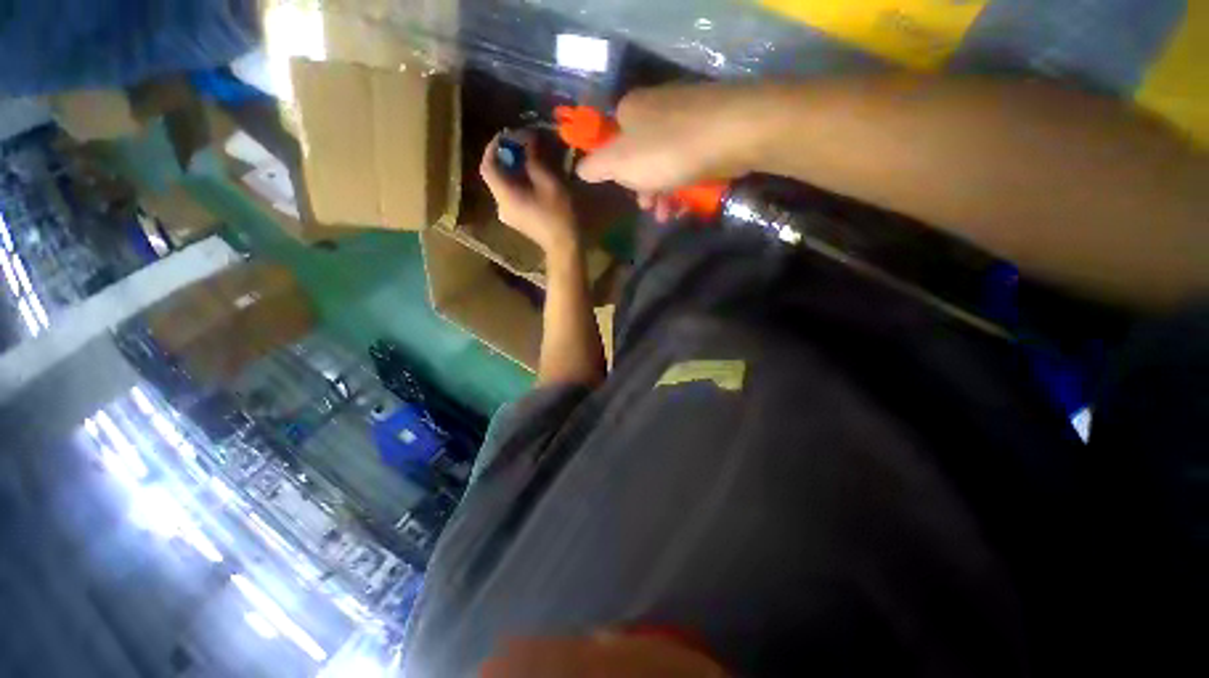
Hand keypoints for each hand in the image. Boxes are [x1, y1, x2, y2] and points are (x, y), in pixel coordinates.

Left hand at [480, 133, 578, 256]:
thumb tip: (527, 140)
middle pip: (495, 175)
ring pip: (503, 185)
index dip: (493, 147)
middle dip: (506, 156)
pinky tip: (532, 177)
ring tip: (529, 158)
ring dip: (513, 169)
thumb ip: (533, 159)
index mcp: (505, 195)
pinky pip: (511, 195)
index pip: (488, 166)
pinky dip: (518, 182)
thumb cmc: (559, 214)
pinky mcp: (517, 220)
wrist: (565, 246)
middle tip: (522, 144)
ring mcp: (508, 215)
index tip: (507, 135)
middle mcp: (500, 205)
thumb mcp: (549, 182)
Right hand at [576, 84, 761, 220]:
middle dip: (643, 188)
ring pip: (666, 162)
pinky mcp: (712, 129)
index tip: (626, 194)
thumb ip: (595, 167)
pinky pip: (690, 160)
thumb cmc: (667, 151)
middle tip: (650, 209)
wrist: (734, 133)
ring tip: (669, 215)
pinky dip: (685, 183)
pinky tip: (688, 203)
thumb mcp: (620, 163)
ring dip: (664, 192)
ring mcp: (687, 116)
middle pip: (641, 155)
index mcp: (631, 110)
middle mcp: (657, 107)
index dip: (616, 172)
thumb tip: (580, 170)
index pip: (613, 141)